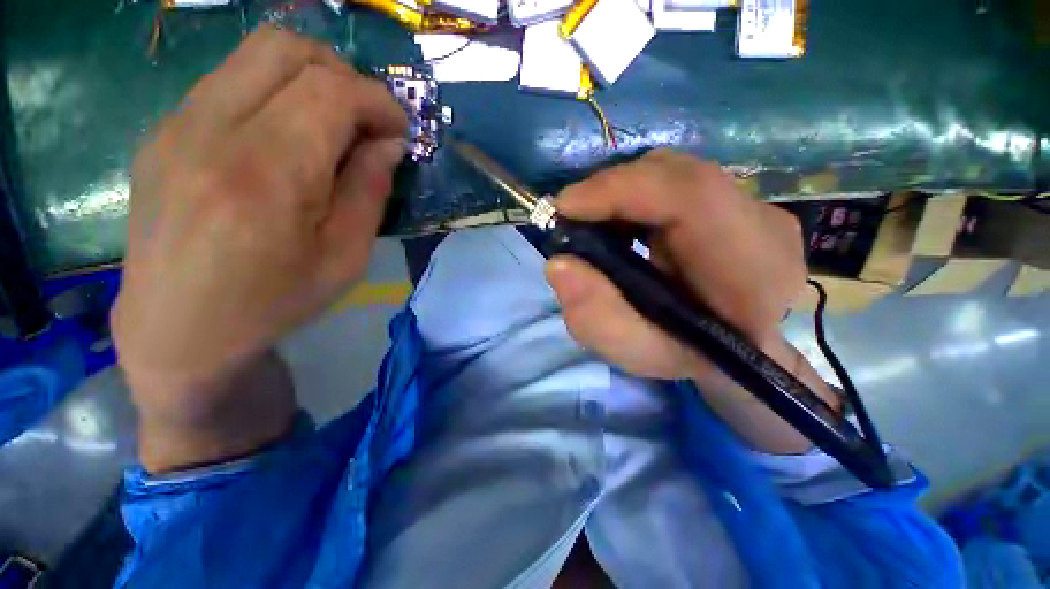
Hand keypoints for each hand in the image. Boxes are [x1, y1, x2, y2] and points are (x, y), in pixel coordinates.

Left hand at [111, 27, 405, 466]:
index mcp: (270, 173)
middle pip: (293, 52)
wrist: (178, 333)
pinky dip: (280, 89)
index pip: (335, 94)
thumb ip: (366, 185)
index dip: (381, 103)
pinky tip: (295, 130)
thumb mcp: (347, 254)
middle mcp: (219, 131)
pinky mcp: (169, 130)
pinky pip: (236, 78)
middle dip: (349, 77)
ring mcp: (184, 123)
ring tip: (341, 122)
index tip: (405, 130)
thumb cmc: (278, 304)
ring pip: (261, 53)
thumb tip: (384, 140)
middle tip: (375, 121)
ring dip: (314, 77)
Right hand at [546, 150, 829, 452]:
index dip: (620, 190)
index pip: (691, 196)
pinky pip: (674, 181)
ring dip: (620, 194)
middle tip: (571, 219)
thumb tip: (558, 264)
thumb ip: (597, 318)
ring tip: (592, 225)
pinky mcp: (736, 200)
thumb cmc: (687, 356)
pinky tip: (618, 224)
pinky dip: (634, 196)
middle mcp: (764, 225)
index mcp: (752, 271)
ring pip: (671, 172)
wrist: (734, 349)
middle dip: (610, 191)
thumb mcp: (636, 352)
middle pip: (675, 175)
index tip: (564, 207)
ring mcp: (754, 206)